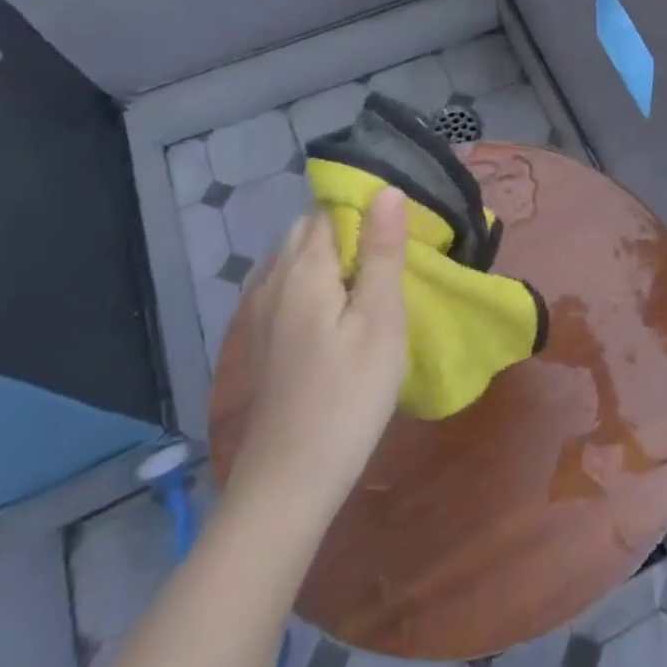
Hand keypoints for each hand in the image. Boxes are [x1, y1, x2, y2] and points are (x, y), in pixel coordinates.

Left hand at [226, 192, 409, 512]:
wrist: (291, 477)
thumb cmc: (349, 393)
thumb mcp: (381, 320)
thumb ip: (383, 252)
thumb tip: (388, 189)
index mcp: (305, 269)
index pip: (330, 211)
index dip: (366, 209)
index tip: (404, 227)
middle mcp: (275, 281)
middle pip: (309, 230)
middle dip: (350, 228)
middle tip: (396, 252)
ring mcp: (262, 312)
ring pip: (296, 258)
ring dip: (333, 255)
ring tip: (375, 278)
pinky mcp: (264, 340)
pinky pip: (289, 286)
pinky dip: (316, 280)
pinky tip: (340, 308)